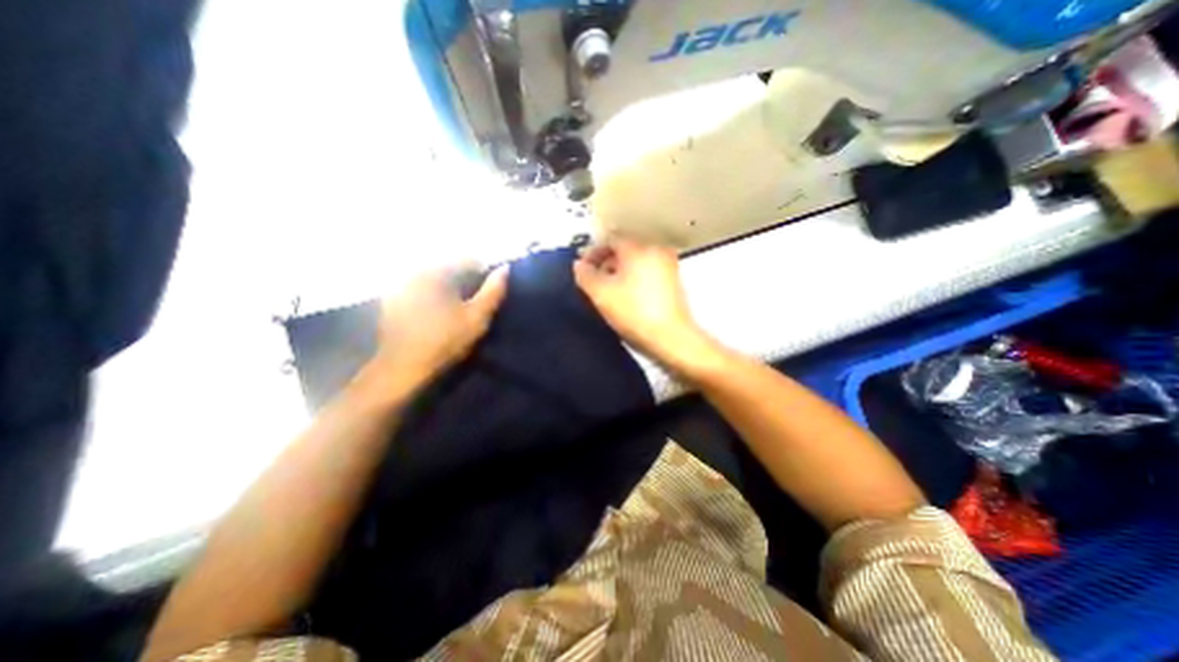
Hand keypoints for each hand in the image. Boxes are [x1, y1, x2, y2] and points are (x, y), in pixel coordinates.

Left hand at [371, 263, 507, 386]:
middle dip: (465, 279)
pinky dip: (431, 293)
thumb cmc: (445, 341)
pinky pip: (419, 287)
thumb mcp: (477, 318)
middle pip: (449, 266)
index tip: (490, 291)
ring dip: (448, 286)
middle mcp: (415, 270)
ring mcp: (400, 283)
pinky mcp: (391, 298)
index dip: (484, 273)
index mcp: (437, 271)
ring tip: (457, 307)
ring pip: (434, 276)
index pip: (468, 259)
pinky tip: (436, 312)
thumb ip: (493, 291)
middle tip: (474, 300)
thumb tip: (505, 269)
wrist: (402, 368)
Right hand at [571, 239, 719, 375]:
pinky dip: (634, 278)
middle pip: (624, 250)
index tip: (582, 267)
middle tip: (593, 278)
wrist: (670, 337)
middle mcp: (655, 251)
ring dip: (620, 271)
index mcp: (637, 249)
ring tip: (608, 290)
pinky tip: (628, 296)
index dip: (592, 252)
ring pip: (637, 262)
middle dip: (606, 262)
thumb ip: (585, 275)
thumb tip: (580, 265)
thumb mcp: (601, 294)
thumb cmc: (634, 313)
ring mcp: (668, 266)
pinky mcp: (674, 282)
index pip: (610, 240)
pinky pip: (648, 272)